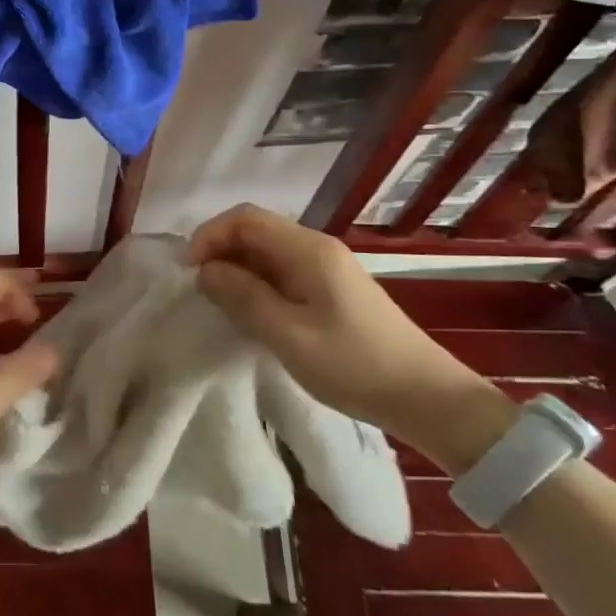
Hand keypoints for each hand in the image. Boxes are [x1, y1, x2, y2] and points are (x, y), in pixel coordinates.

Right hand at [189, 204, 510, 466]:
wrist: (426, 397)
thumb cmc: (353, 364)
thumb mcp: (288, 334)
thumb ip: (243, 297)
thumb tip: (205, 270)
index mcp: (308, 250)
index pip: (244, 218)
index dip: (209, 235)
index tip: (189, 271)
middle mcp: (316, 248)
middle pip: (255, 230)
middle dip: (220, 251)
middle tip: (199, 289)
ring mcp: (327, 268)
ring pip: (267, 252)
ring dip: (237, 269)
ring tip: (218, 302)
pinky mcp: (331, 289)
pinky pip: (282, 271)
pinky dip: (257, 283)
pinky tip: (251, 311)